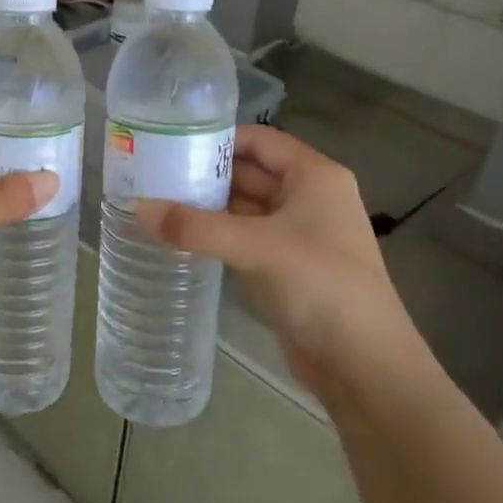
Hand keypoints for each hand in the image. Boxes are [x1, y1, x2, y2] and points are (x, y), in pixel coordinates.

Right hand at [138, 126, 425, 396]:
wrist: (364, 364)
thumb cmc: (322, 286)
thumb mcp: (257, 248)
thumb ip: (196, 227)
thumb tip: (138, 209)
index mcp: (314, 176)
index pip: (259, 140)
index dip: (217, 138)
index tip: (170, 143)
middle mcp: (308, 198)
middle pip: (249, 172)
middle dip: (204, 174)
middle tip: (152, 175)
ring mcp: (297, 234)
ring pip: (243, 208)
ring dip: (206, 206)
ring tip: (155, 202)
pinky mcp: (285, 267)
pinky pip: (243, 239)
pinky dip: (215, 235)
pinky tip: (179, 236)